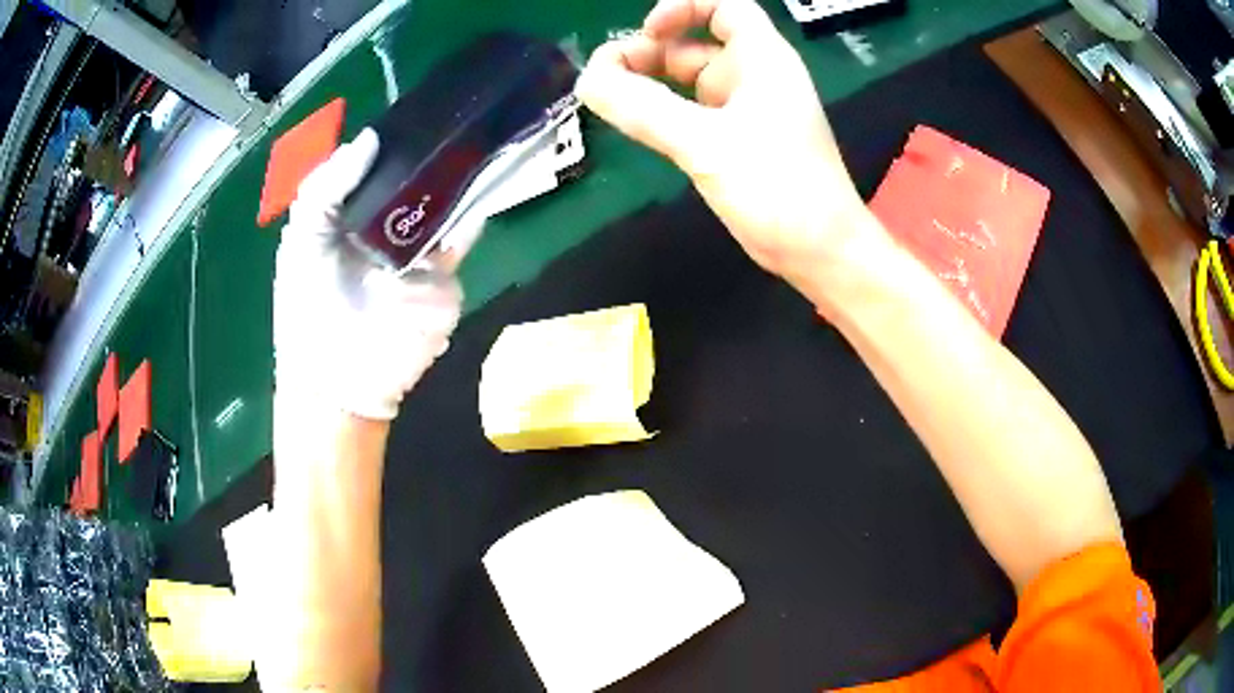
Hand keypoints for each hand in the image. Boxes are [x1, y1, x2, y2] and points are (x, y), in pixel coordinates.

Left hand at [274, 129, 480, 419]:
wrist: (339, 380)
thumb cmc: (307, 308)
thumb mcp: (302, 241)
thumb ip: (327, 188)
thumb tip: (370, 139)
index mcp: (350, 214)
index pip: (378, 167)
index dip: (394, 140)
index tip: (417, 111)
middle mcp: (386, 225)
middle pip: (416, 181)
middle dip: (433, 153)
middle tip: (453, 116)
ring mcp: (418, 252)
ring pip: (443, 206)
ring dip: (456, 178)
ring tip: (473, 137)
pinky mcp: (442, 278)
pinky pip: (460, 243)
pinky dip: (470, 218)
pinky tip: (477, 189)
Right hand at [576, 0, 875, 294]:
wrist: (819, 251)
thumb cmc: (778, 188)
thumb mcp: (706, 143)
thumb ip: (644, 109)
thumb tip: (587, 81)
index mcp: (762, 58)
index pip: (724, 6)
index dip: (683, 7)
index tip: (647, 32)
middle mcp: (753, 76)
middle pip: (694, 42)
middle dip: (649, 50)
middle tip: (606, 77)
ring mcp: (745, 110)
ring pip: (689, 78)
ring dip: (650, 82)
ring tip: (609, 101)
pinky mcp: (735, 141)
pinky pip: (691, 111)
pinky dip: (663, 111)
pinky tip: (636, 124)